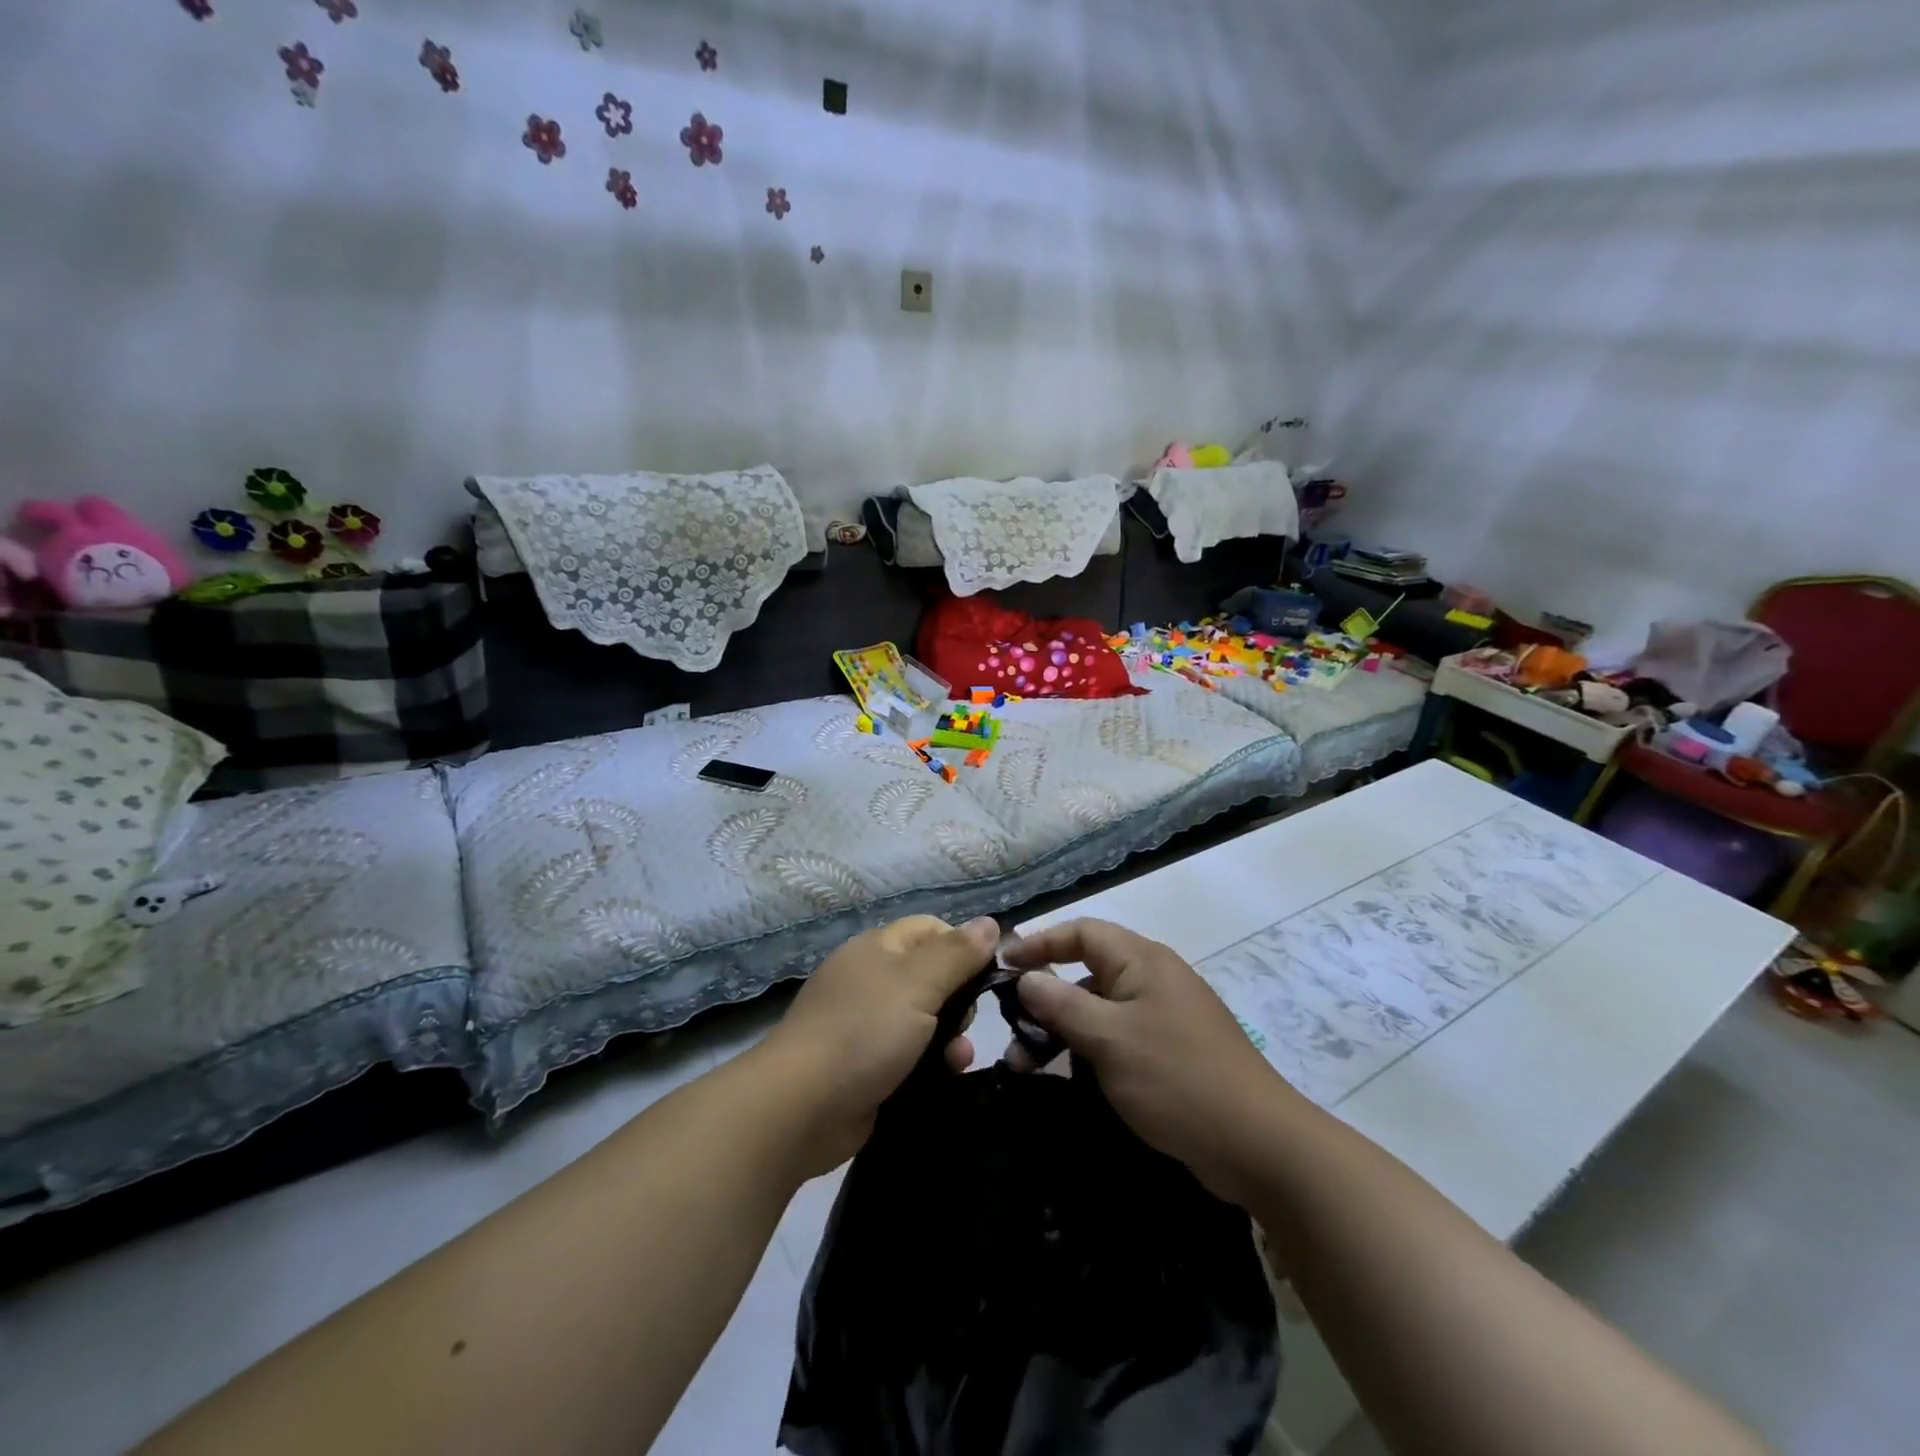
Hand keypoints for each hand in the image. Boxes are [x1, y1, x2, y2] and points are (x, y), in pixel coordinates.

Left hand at [763, 914, 998, 1175]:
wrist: (800, 1107)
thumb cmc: (864, 1032)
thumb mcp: (918, 984)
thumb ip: (957, 954)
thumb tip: (991, 923)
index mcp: (878, 948)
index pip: (932, 929)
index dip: (963, 947)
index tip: (986, 975)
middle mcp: (871, 979)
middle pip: (932, 975)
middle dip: (960, 999)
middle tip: (967, 1021)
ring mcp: (866, 1024)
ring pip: (925, 1019)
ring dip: (951, 1036)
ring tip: (959, 1058)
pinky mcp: (866, 1065)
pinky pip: (911, 1054)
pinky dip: (931, 1062)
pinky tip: (946, 1076)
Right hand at [1000, 918, 1300, 1205]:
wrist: (1259, 1145)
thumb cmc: (1176, 1078)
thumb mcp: (1109, 1038)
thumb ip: (1062, 1004)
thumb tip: (1027, 977)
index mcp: (1142, 961)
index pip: (1082, 932)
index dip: (1040, 943)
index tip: (1002, 964)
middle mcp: (1153, 979)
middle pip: (1087, 972)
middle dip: (1046, 997)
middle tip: (1009, 1028)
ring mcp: (1164, 1017)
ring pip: (1099, 1010)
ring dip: (1062, 1031)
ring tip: (1026, 1063)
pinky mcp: (1170, 1052)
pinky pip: (1118, 1038)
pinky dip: (1089, 1051)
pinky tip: (1068, 1079)